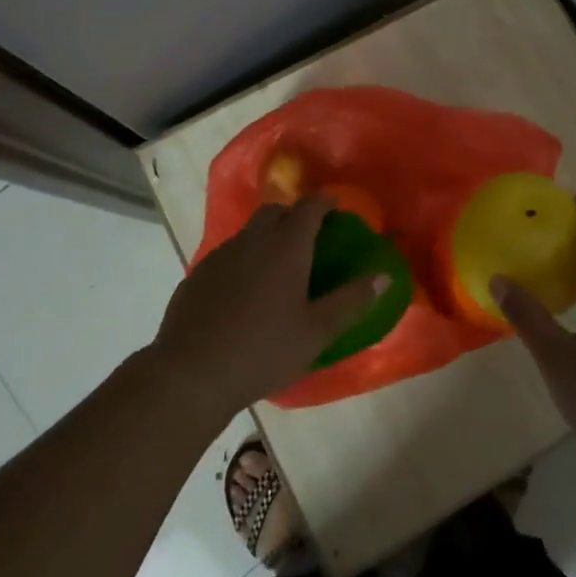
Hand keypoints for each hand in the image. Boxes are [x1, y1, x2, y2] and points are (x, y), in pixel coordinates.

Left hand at [150, 195, 387, 421]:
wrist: (191, 374)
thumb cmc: (263, 350)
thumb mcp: (317, 331)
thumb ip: (352, 300)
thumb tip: (384, 275)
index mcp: (286, 245)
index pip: (310, 205)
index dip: (325, 202)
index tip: (337, 210)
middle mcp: (253, 239)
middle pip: (276, 211)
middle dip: (295, 216)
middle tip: (310, 239)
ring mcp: (221, 255)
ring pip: (249, 232)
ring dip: (267, 238)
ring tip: (279, 268)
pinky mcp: (197, 274)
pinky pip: (228, 255)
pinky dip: (244, 260)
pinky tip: (245, 293)